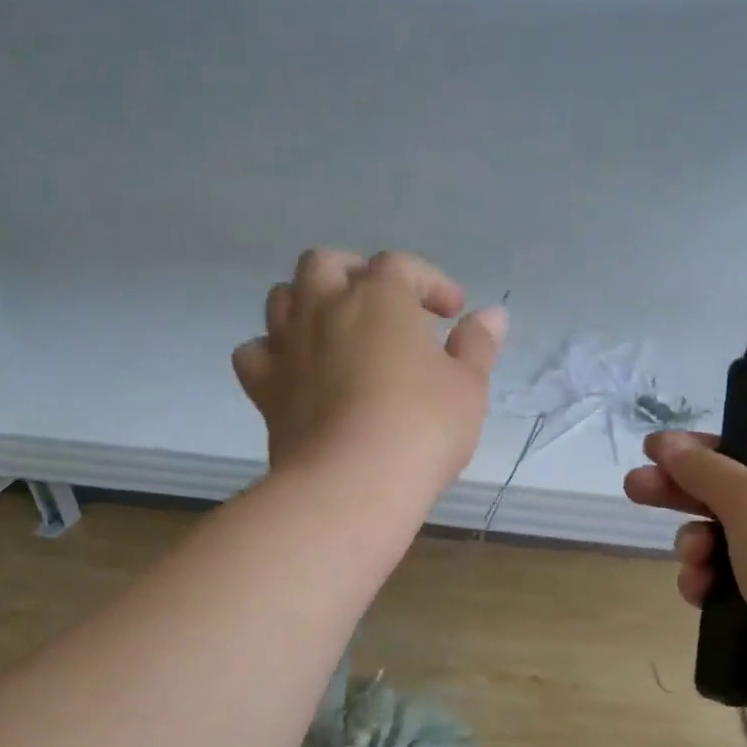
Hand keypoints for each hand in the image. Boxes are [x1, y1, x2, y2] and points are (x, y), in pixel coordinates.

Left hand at [232, 249, 506, 494]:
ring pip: (282, 297)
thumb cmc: (422, 426)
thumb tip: (492, 315)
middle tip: (383, 308)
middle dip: (355, 275)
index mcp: (379, 297)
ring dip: (309, 303)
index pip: (401, 266)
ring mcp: (287, 345)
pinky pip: (255, 352)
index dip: (430, 282)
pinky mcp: (264, 387)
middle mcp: (324, 307)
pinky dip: (274, 352)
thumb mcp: (468, 386)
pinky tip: (295, 370)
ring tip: (337, 331)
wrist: (352, 482)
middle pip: (326, 264)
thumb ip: (477, 345)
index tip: (453, 314)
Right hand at [624, 430, 746, 708]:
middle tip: (633, 488)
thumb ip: (704, 468)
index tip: (654, 449)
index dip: (701, 451)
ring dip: (695, 547)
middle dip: (680, 495)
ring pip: (716, 546)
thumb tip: (664, 440)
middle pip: (726, 500)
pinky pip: (718, 586)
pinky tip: (700, 593)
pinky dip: (703, 584)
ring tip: (694, 560)